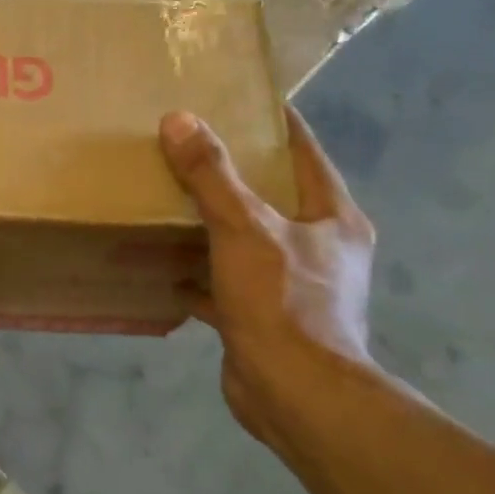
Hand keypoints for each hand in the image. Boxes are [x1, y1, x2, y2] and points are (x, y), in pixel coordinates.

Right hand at [160, 106, 376, 445]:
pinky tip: (161, 265)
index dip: (273, 122)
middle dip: (231, 172)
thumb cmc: (283, 302)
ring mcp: (291, 285)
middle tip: (185, 144)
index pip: (304, 151)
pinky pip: (224, 282)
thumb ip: (212, 175)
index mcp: (332, 217)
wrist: (295, 396)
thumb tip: (180, 119)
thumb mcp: (245, 228)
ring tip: (166, 197)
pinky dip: (197, 274)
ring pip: (244, 239)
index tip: (236, 97)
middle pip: (271, 195)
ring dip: (211, 224)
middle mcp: (319, 247)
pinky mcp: (262, 317)